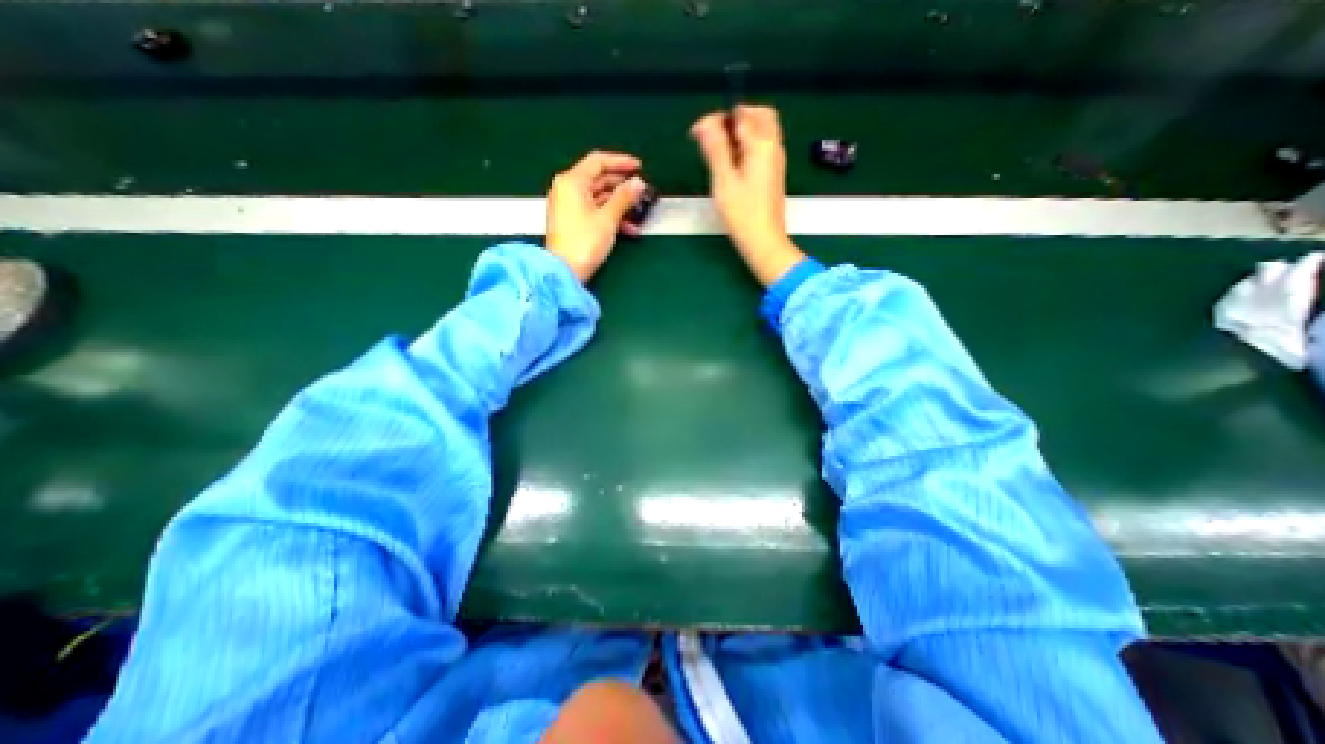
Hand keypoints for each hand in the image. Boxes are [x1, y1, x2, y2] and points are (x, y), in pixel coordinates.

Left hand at [547, 149, 649, 282]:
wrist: (564, 272)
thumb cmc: (584, 243)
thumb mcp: (608, 219)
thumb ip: (624, 198)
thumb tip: (638, 183)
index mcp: (572, 182)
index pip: (598, 161)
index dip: (621, 162)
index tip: (639, 167)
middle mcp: (567, 190)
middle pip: (598, 180)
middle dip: (622, 186)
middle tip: (641, 192)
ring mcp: (568, 207)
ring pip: (598, 198)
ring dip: (619, 205)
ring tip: (639, 213)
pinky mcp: (571, 222)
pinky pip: (594, 212)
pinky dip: (610, 217)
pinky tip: (629, 229)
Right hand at [696, 105, 808, 285]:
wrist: (763, 241)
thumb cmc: (742, 214)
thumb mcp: (723, 180)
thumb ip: (715, 148)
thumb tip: (705, 122)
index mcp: (762, 143)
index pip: (740, 113)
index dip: (716, 119)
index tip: (696, 136)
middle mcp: (773, 146)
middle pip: (758, 115)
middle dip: (733, 118)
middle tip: (712, 135)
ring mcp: (775, 160)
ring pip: (761, 131)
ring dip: (739, 132)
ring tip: (718, 151)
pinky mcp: (773, 173)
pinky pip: (761, 147)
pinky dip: (746, 146)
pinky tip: (731, 164)